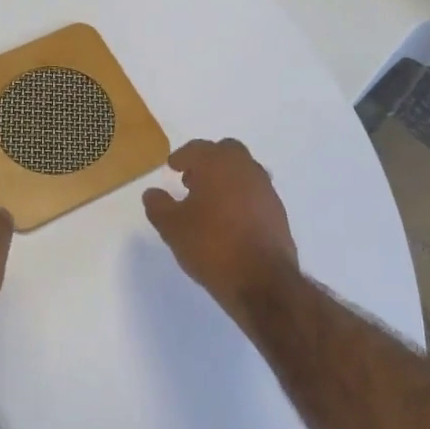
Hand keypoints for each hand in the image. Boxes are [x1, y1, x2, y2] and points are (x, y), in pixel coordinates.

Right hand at [143, 139, 299, 322]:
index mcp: (218, 164)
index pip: (197, 148)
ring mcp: (266, 189)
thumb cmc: (211, 245)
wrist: (262, 280)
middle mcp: (246, 169)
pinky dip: (241, 197)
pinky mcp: (278, 211)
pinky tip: (229, 219)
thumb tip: (152, 193)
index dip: (182, 157)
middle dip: (208, 161)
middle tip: (192, 180)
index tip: (172, 166)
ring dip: (226, 179)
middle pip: (226, 152)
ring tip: (209, 202)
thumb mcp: (172, 228)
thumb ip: (159, 206)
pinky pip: (255, 193)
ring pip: (244, 171)